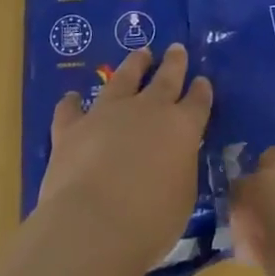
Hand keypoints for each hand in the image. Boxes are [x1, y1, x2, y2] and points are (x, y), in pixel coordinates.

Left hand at [36, 45, 212, 271]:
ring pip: (123, 78)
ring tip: (140, 54)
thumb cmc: (150, 224)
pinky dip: (72, 103)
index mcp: (182, 128)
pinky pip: (71, 109)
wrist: (93, 226)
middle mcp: (148, 110)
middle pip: (166, 78)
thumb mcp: (182, 198)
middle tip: (176, 49)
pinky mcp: (73, 127)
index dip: (201, 90)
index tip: (202, 80)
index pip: (198, 102)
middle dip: (174, 62)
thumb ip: (180, 169)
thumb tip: (176, 157)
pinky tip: (72, 98)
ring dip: (133, 65)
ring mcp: (108, 113)